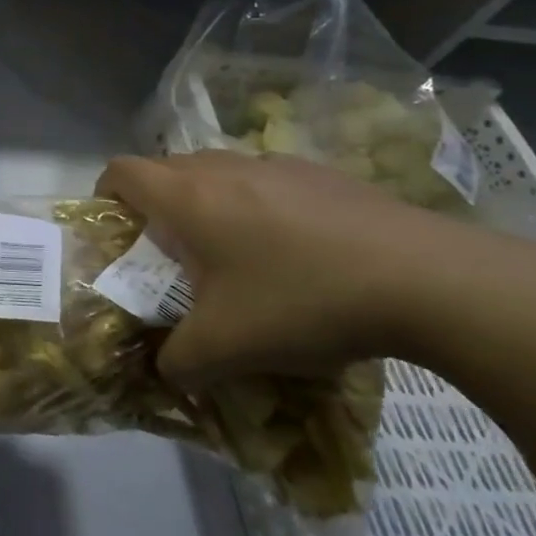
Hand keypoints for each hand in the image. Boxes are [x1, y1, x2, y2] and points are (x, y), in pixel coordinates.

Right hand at [96, 151, 529, 390]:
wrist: (428, 280)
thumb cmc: (302, 301)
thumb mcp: (227, 349)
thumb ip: (177, 361)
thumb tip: (163, 370)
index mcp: (188, 198)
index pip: (122, 171)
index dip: (106, 193)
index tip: (116, 228)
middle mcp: (224, 168)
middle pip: (168, 169)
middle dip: (157, 204)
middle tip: (172, 253)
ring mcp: (279, 164)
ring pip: (220, 172)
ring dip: (211, 203)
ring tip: (235, 254)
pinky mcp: (325, 175)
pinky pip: (269, 180)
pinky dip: (261, 205)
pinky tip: (297, 252)